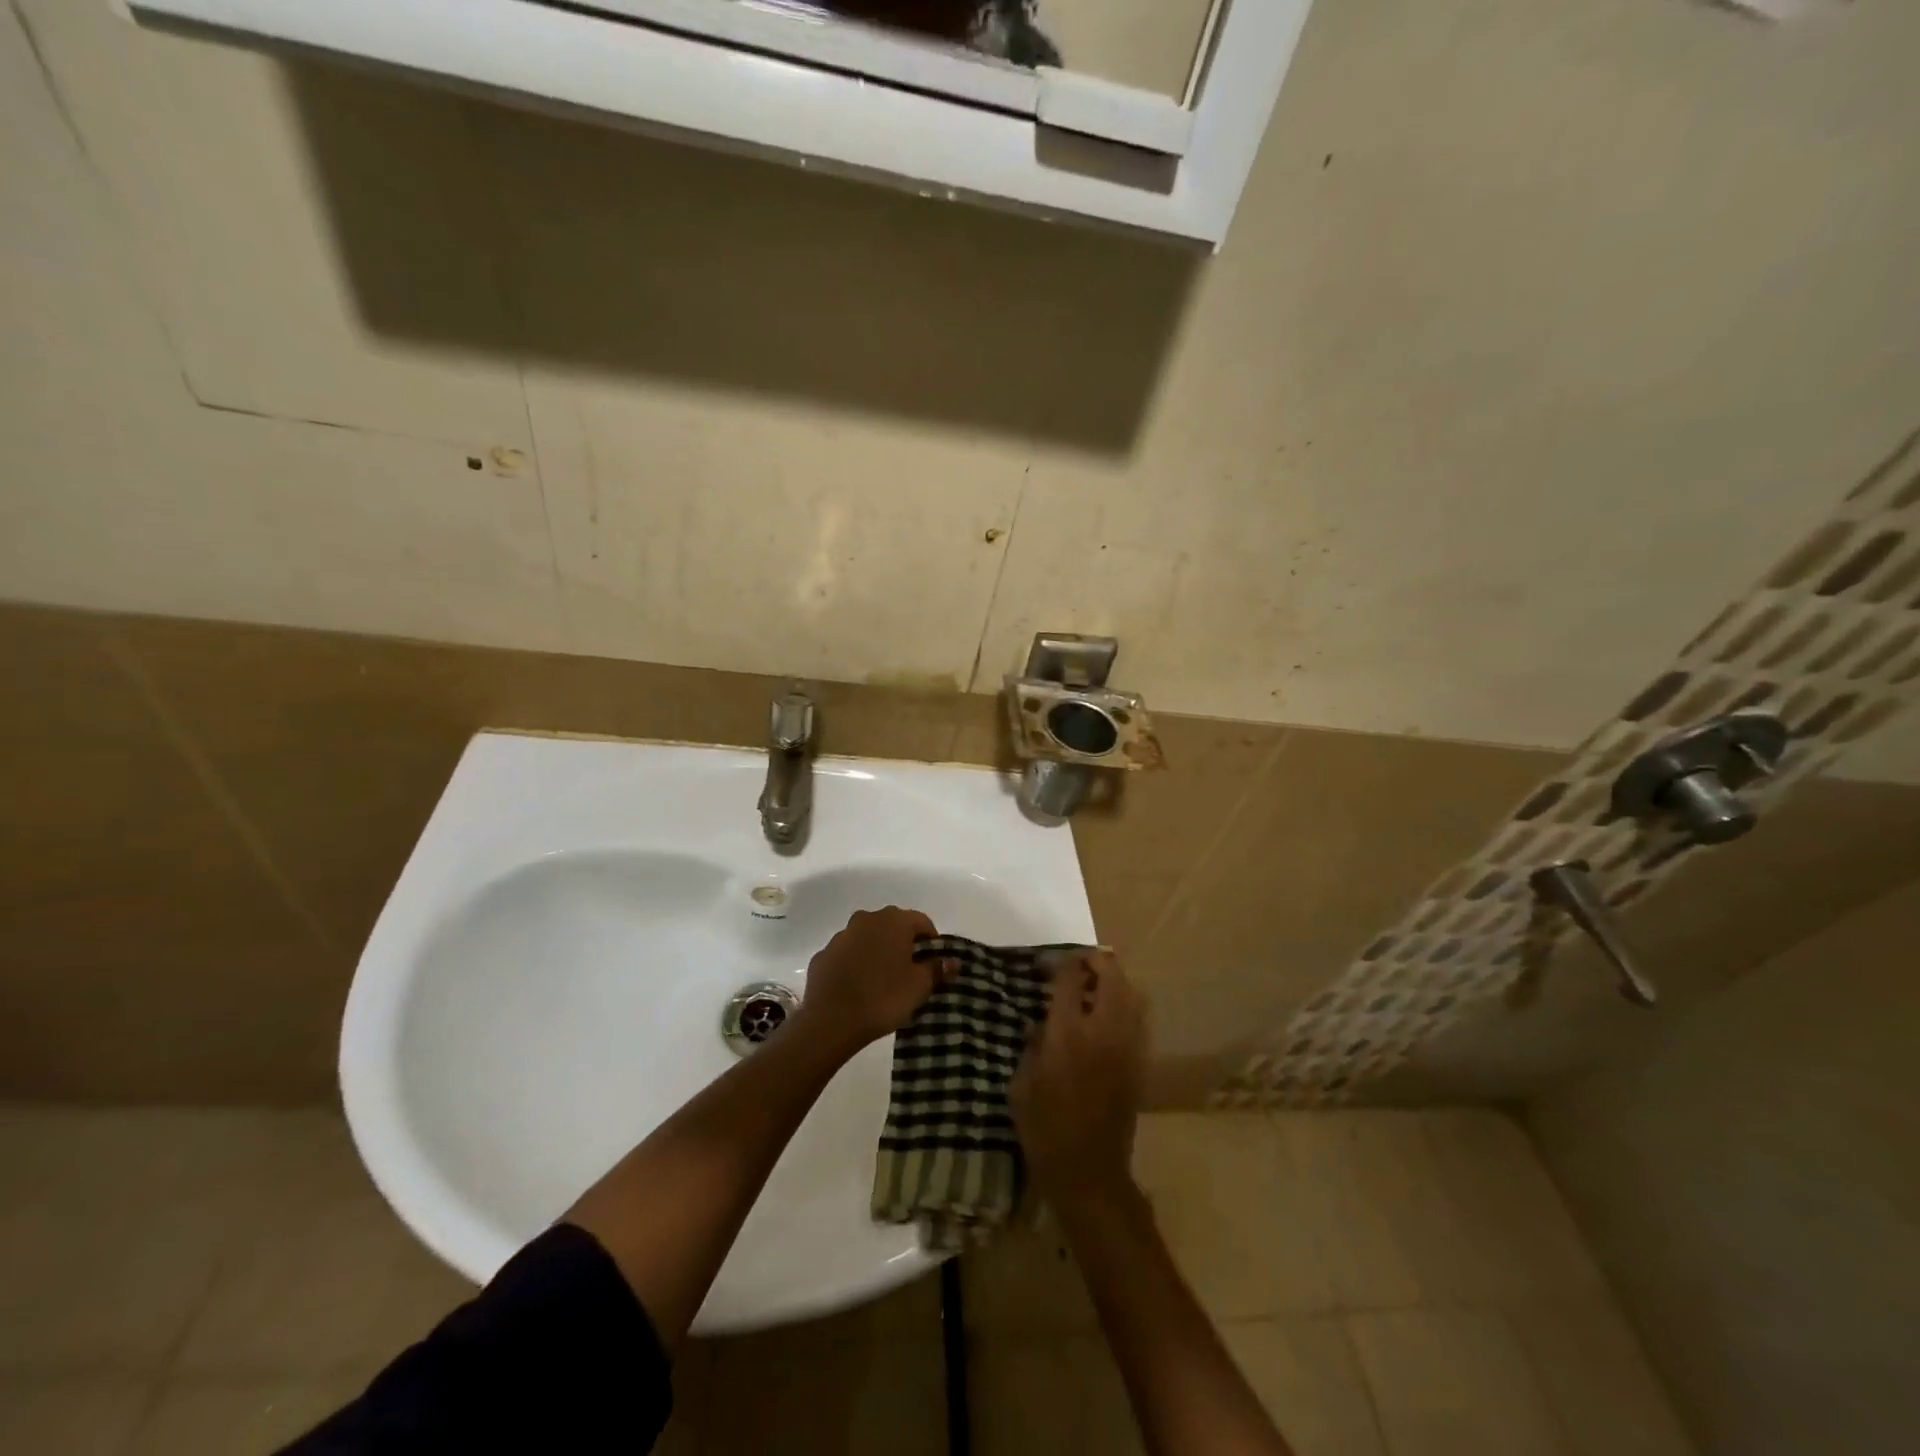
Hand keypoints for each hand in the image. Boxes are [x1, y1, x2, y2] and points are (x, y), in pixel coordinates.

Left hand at [792, 907, 945, 1055]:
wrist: (830, 1021)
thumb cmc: (883, 998)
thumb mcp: (919, 986)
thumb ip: (937, 969)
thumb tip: (952, 961)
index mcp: (893, 921)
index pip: (921, 921)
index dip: (931, 941)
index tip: (934, 963)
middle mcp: (866, 920)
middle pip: (892, 926)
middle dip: (903, 944)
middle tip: (910, 971)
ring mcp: (840, 936)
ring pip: (867, 938)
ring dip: (877, 952)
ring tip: (883, 981)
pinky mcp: (822, 955)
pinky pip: (846, 955)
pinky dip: (855, 964)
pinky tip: (858, 988)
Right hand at [1011, 950, 1147, 1205]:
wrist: (1090, 1174)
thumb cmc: (1045, 1130)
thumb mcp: (1021, 1085)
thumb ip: (1031, 1045)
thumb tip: (1040, 1023)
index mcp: (1068, 1033)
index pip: (1070, 977)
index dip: (1058, 962)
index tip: (1043, 965)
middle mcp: (1103, 1031)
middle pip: (1110, 974)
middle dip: (1094, 960)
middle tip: (1076, 964)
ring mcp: (1128, 1045)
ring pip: (1133, 992)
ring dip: (1114, 979)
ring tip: (1095, 983)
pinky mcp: (1140, 1062)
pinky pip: (1139, 1017)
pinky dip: (1127, 1003)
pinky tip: (1109, 1013)